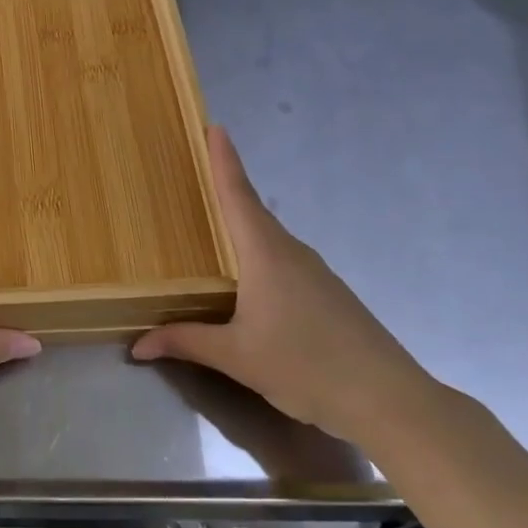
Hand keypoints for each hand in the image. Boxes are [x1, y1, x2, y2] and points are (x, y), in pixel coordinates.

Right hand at [133, 126, 431, 443]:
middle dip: (226, 189)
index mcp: (266, 254)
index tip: (215, 127)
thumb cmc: (306, 366)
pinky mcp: (328, 295)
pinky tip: (245, 281)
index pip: (239, 196)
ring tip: (210, 227)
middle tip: (194, 174)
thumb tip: (137, 344)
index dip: (224, 161)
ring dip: (241, 226)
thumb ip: (186, 342)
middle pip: (252, 212)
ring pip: (268, 239)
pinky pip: (282, 261)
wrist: (390, 400)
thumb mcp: (237, 357)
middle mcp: (291, 253)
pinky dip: (257, 256)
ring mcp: (314, 273)